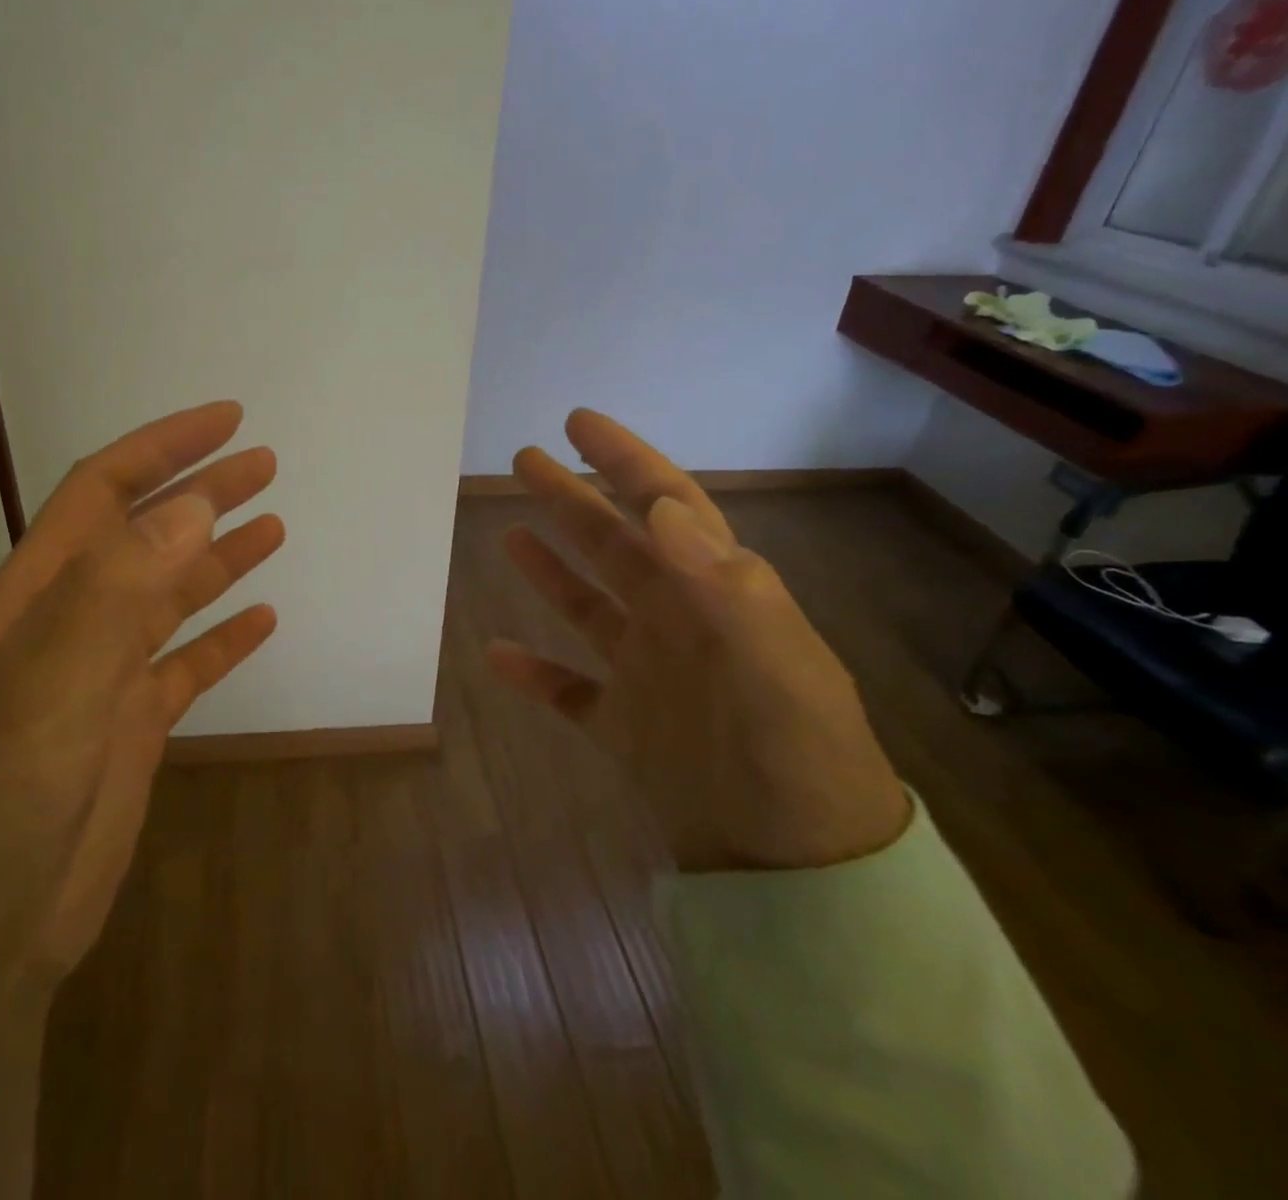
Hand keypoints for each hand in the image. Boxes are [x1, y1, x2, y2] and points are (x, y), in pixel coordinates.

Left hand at [0, 402, 281, 1199]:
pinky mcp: (131, 727)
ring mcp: (103, 676)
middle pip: (146, 536)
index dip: (164, 448)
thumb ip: (114, 593)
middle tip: (265, 464)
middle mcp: (72, 623)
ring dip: (220, 557)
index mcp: (40, 596)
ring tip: (275, 526)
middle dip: (203, 492)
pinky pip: (188, 666)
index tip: (228, 420)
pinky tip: (261, 621)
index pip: (104, 493)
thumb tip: (191, 506)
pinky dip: (224, 639)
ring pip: (171, 596)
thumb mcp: (47, 691)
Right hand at [488, 409, 908, 873]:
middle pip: (614, 544)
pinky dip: (533, 673)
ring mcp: (647, 672)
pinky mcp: (623, 725)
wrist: (798, 871)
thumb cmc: (797, 759)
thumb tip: (662, 508)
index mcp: (716, 593)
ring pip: (588, 605)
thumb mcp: (778, 668)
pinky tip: (496, 654)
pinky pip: (567, 689)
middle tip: (525, 459)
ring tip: (509, 533)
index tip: (579, 423)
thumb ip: (724, 586)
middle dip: (573, 499)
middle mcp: (678, 621)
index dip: (625, 460)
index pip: (667, 505)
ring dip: (551, 569)